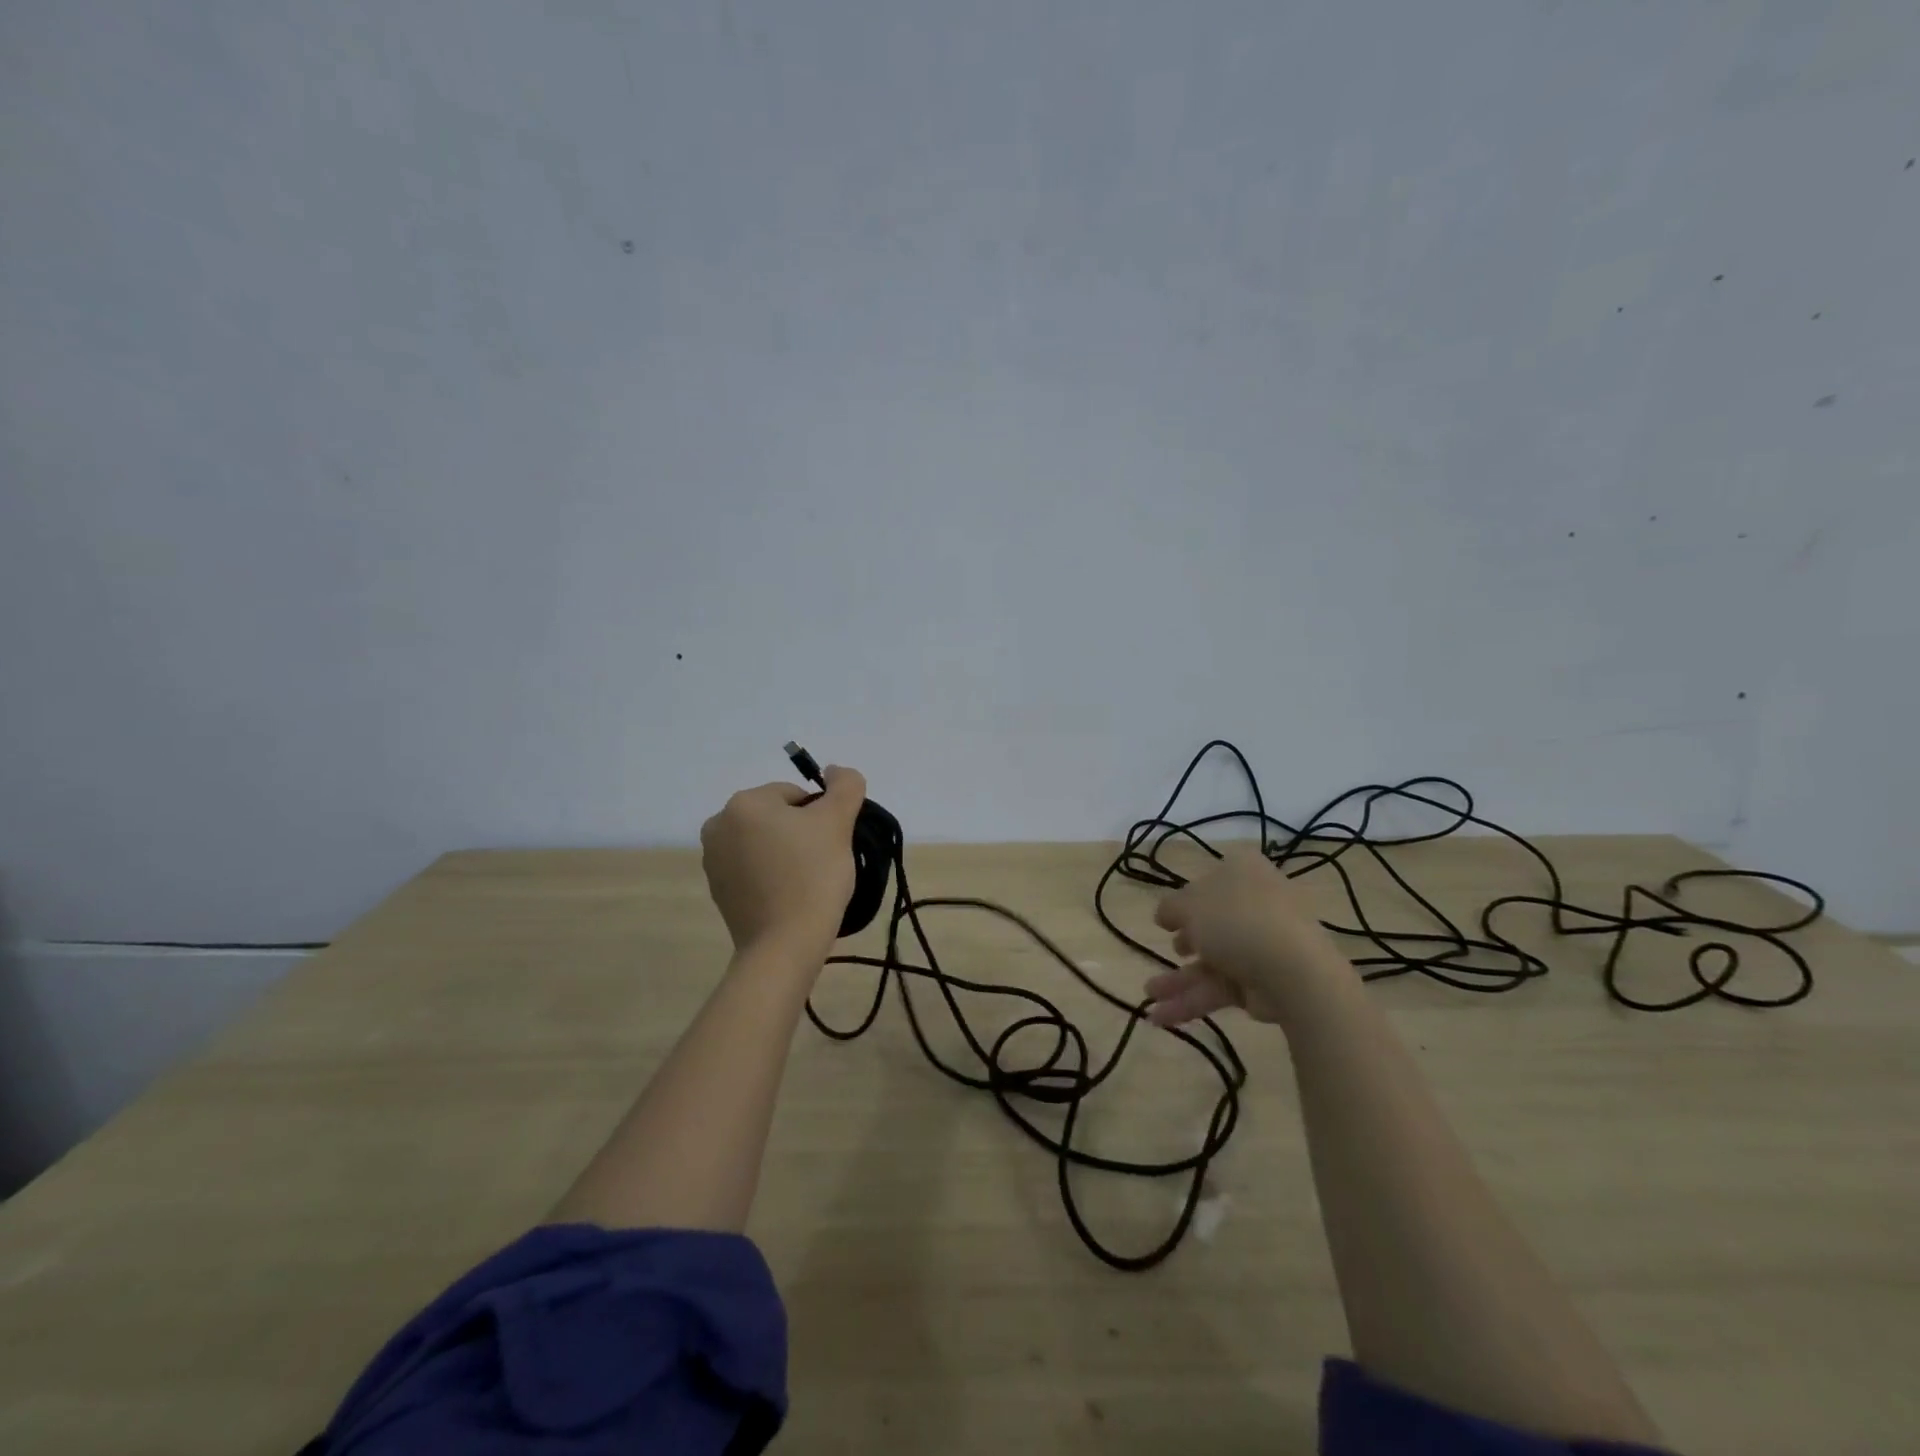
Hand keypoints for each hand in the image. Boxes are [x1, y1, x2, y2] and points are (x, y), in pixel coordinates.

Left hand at [700, 766, 867, 958]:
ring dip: (786, 853)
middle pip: (777, 817)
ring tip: (805, 882)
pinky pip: (753, 869)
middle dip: (801, 834)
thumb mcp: (838, 821)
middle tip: (821, 862)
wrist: (785, 944)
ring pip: (765, 843)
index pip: (795, 795)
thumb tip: (836, 771)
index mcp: (744, 803)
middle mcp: (719, 825)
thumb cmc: (813, 875)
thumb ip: (845, 785)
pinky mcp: (718, 890)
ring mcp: (714, 860)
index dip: (820, 817)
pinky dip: (771, 875)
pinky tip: (788, 896)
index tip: (830, 844)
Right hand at [1145, 848, 1343, 1026]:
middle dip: (1186, 941)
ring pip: (1212, 960)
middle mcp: (1255, 904)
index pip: (1211, 879)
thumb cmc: (1235, 920)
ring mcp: (1261, 945)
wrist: (1291, 969)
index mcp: (1242, 872)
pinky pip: (1220, 988)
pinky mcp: (1261, 982)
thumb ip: (1171, 908)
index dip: (1188, 896)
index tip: (1169, 915)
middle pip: (1213, 922)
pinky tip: (1160, 1016)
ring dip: (1178, 979)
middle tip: (1173, 948)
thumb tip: (1165, 915)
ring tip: (1149, 994)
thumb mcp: (1189, 905)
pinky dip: (1191, 1001)